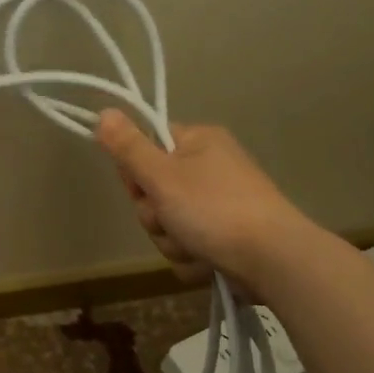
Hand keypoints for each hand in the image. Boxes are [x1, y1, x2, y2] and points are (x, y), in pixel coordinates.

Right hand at [93, 110, 312, 287]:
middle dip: (156, 216)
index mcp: (199, 142)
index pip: (146, 148)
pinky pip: (188, 244)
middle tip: (170, 220)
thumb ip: (128, 148)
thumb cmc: (213, 210)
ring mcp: (220, 203)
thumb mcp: (161, 176)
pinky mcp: (226, 234)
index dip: (135, 174)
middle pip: (154, 192)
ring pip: (169, 223)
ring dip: (172, 240)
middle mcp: (210, 167)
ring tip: (193, 245)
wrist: (270, 258)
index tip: (141, 189)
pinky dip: (191, 255)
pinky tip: (206, 260)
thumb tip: (103, 112)